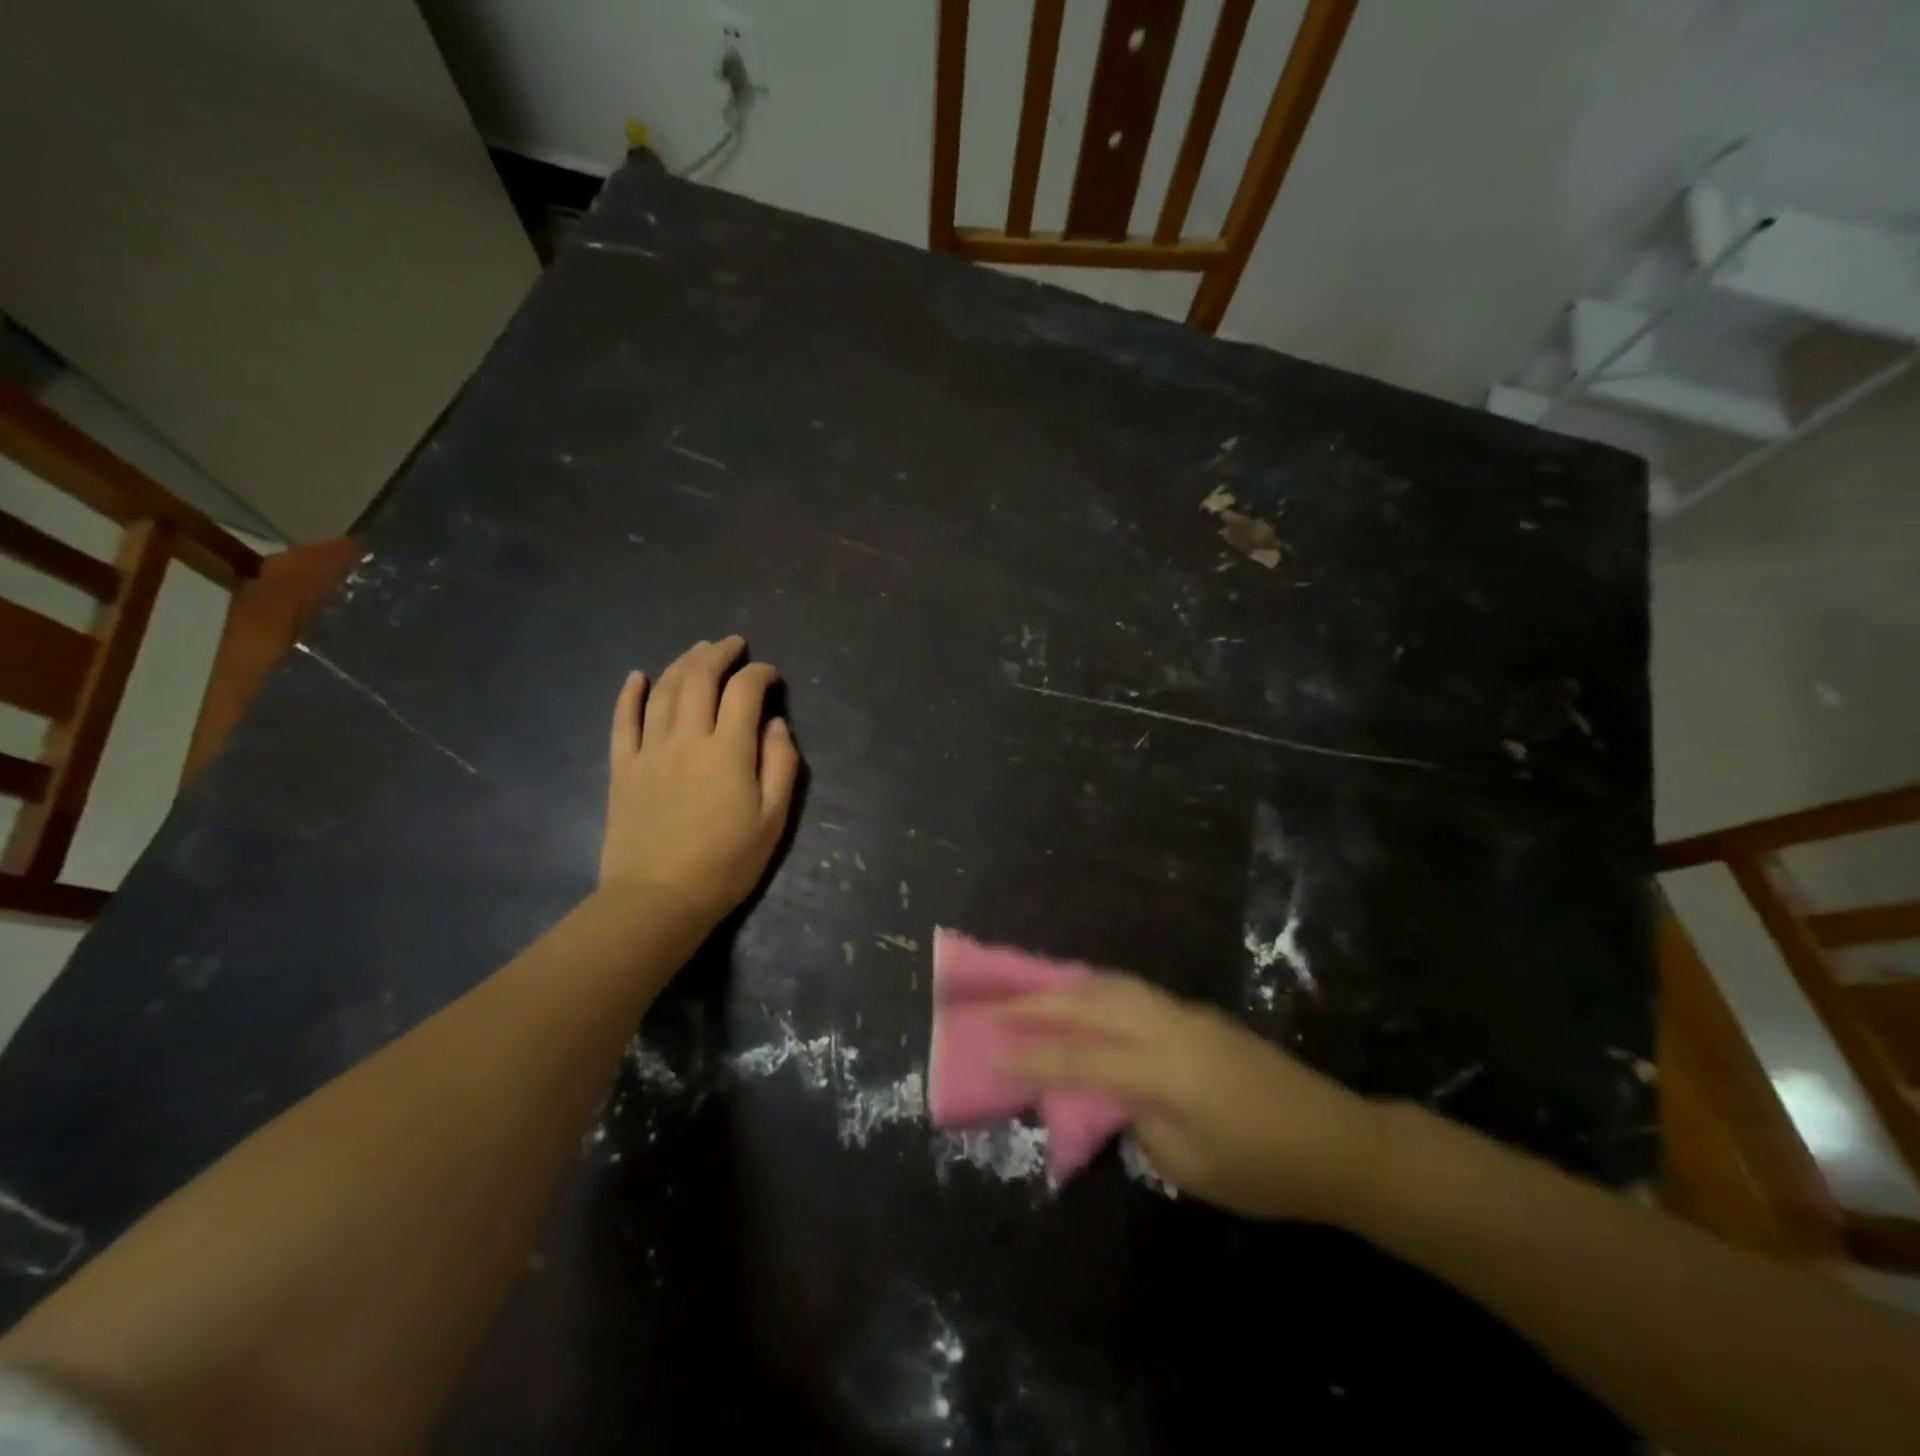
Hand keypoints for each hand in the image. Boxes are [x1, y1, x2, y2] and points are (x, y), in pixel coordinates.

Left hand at [600, 636, 800, 926]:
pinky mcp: (623, 768)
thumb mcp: (773, 820)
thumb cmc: (726, 863)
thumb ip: (780, 765)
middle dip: (719, 654)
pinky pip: (623, 721)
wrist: (658, 898)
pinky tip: (636, 676)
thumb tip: (776, 724)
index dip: (760, 675)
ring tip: (697, 650)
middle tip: (733, 644)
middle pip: (699, 679)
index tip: (771, 675)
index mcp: (729, 750)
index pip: (745, 692)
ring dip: (682, 663)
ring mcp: (649, 750)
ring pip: (663, 691)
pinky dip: (629, 694)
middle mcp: (687, 738)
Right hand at [1002, 974, 1386, 1224]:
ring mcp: (1184, 1013)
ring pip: (1110, 984)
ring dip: (1064, 985)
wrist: (1336, 1140)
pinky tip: (1081, 994)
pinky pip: (1131, 989)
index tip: (988, 1049)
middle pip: (1088, 1003)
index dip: (1030, 1055)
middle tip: (992, 1004)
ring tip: (1026, 988)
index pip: (1079, 1057)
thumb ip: (1138, 1122)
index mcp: (1163, 1071)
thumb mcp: (1189, 1167)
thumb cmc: (1263, 1170)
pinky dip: (1095, 987)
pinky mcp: (1195, 1013)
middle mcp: (1167, 1027)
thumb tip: (1109, 1095)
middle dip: (1035, 1003)